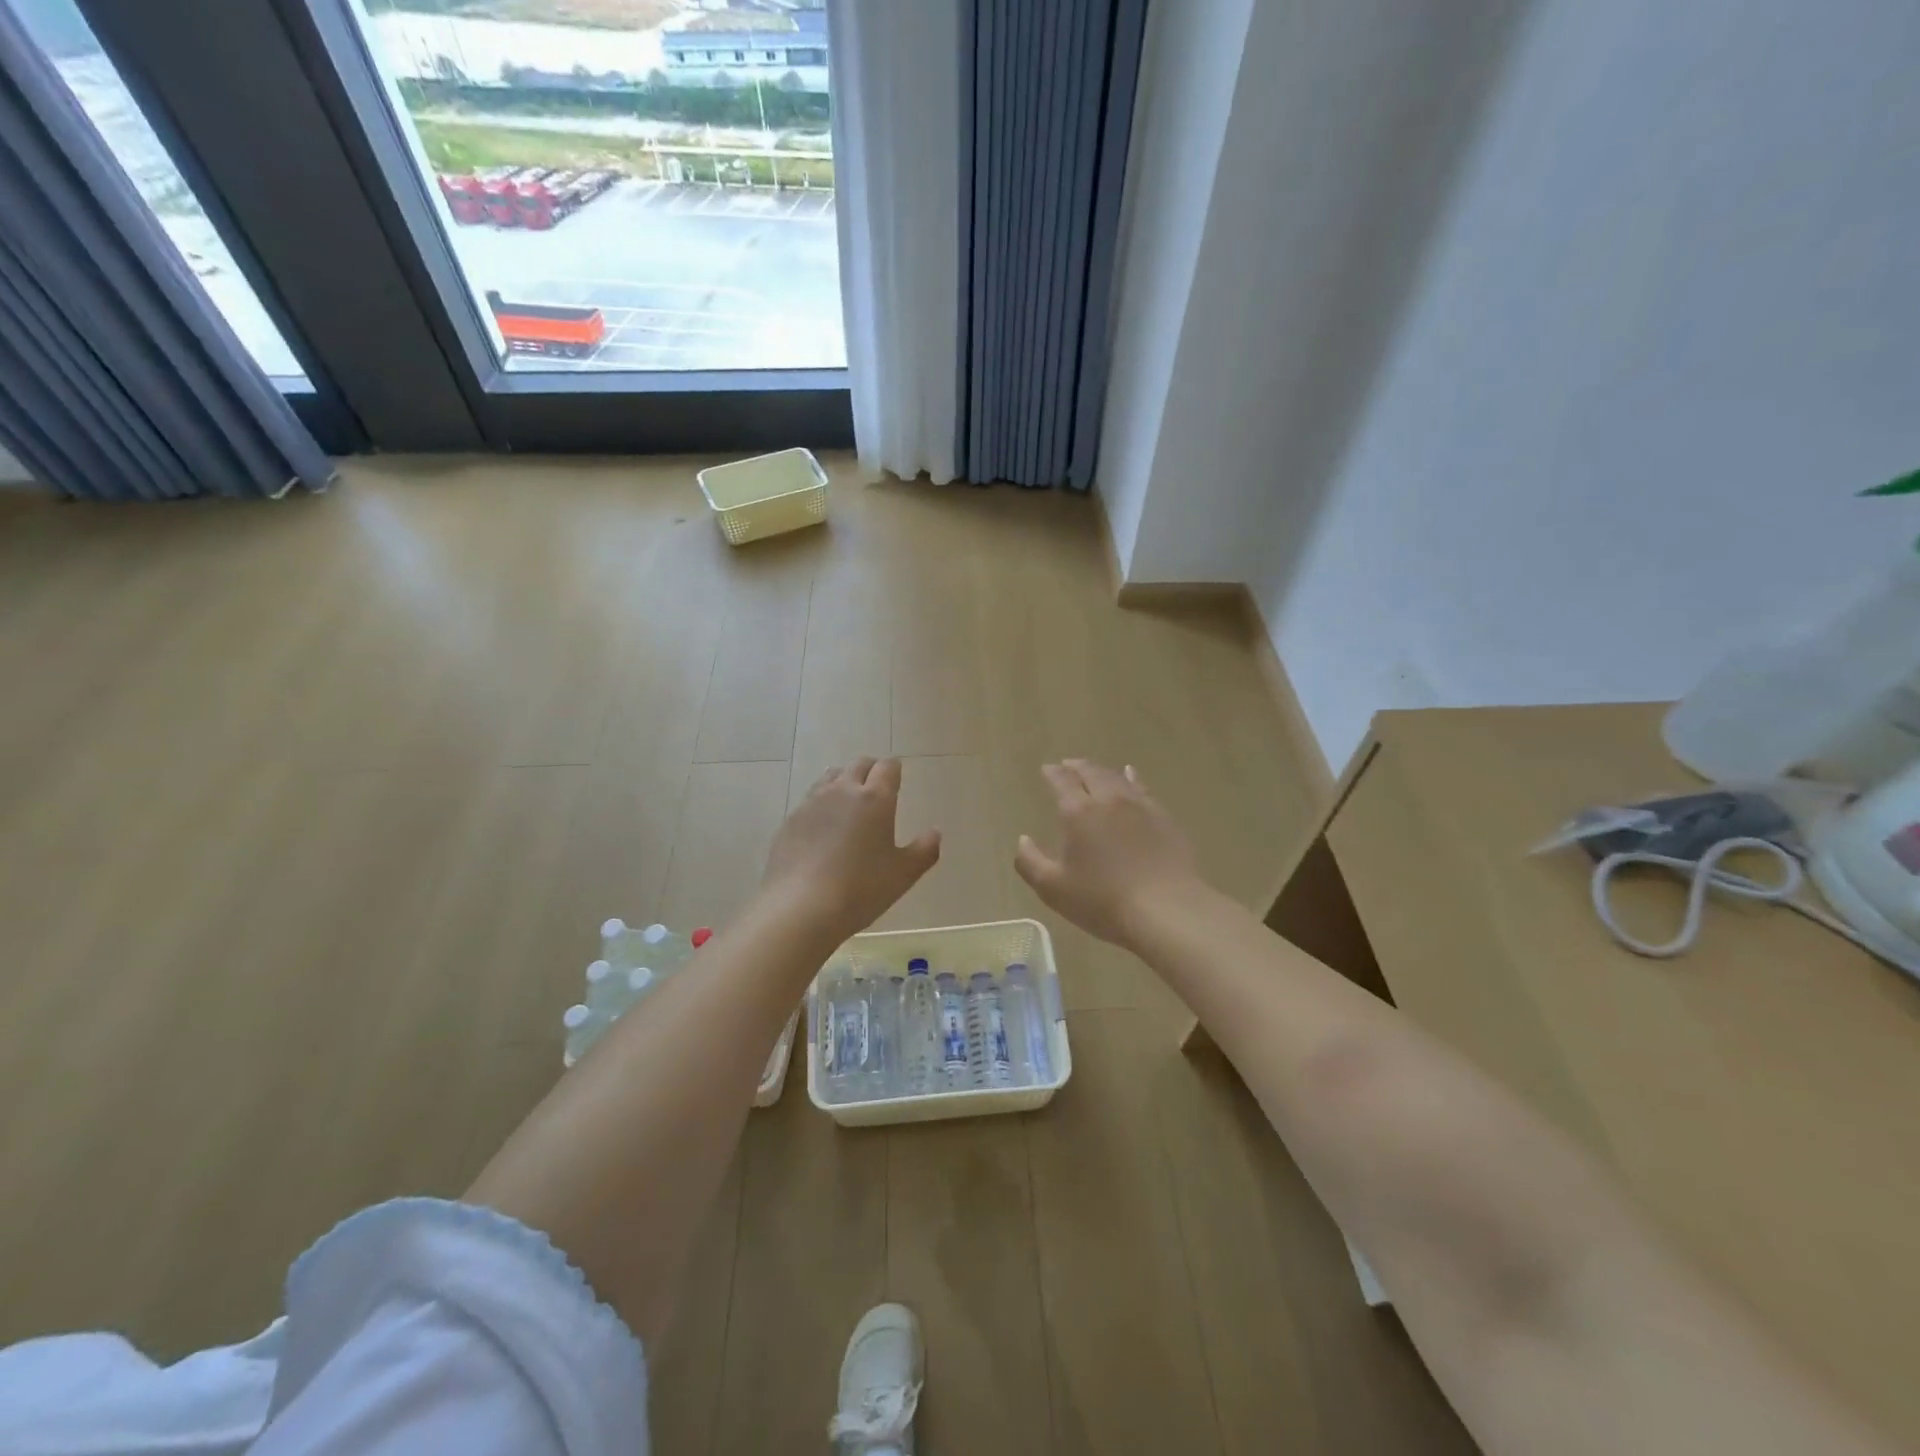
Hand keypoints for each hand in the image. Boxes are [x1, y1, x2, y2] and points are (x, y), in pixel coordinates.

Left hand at [761, 758, 940, 943]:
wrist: (800, 907)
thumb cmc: (861, 889)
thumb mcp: (903, 875)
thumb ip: (924, 850)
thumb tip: (935, 832)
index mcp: (875, 799)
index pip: (887, 767)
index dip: (894, 770)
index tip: (897, 778)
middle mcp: (842, 791)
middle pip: (858, 765)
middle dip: (870, 771)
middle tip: (877, 788)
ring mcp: (812, 804)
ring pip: (830, 778)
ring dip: (843, 782)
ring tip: (849, 802)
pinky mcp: (790, 821)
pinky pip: (810, 801)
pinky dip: (821, 805)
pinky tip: (822, 828)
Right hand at [1015, 760, 1205, 946]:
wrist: (1167, 909)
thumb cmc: (1102, 901)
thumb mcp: (1053, 888)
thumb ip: (1030, 861)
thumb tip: (1023, 839)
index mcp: (1078, 812)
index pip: (1062, 781)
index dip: (1053, 773)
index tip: (1046, 769)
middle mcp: (1109, 800)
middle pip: (1091, 772)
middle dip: (1076, 766)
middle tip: (1067, 765)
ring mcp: (1140, 806)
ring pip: (1117, 777)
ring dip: (1101, 770)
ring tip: (1094, 770)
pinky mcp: (1164, 817)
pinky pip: (1143, 788)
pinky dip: (1132, 778)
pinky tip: (1131, 776)